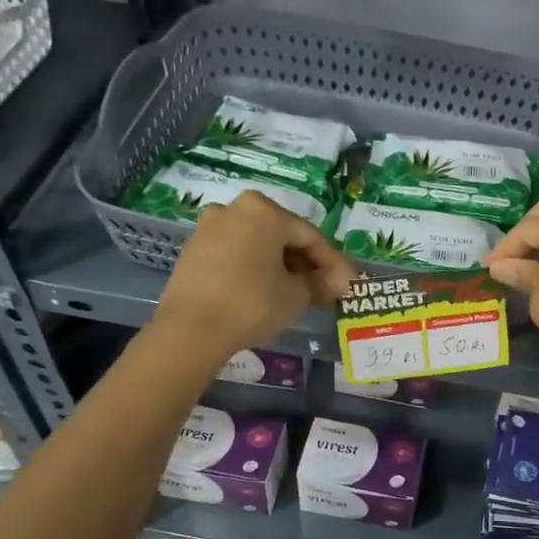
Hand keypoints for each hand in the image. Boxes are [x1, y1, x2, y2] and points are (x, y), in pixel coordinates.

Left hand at [156, 192, 353, 360]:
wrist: (191, 329)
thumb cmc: (252, 303)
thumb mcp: (295, 295)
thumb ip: (320, 283)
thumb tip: (338, 281)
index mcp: (265, 211)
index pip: (310, 236)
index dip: (333, 262)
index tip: (348, 283)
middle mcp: (236, 208)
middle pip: (282, 236)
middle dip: (306, 262)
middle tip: (324, 288)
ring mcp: (210, 227)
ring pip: (258, 244)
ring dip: (280, 265)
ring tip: (297, 291)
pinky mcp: (194, 249)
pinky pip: (236, 253)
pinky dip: (255, 268)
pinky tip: (266, 290)